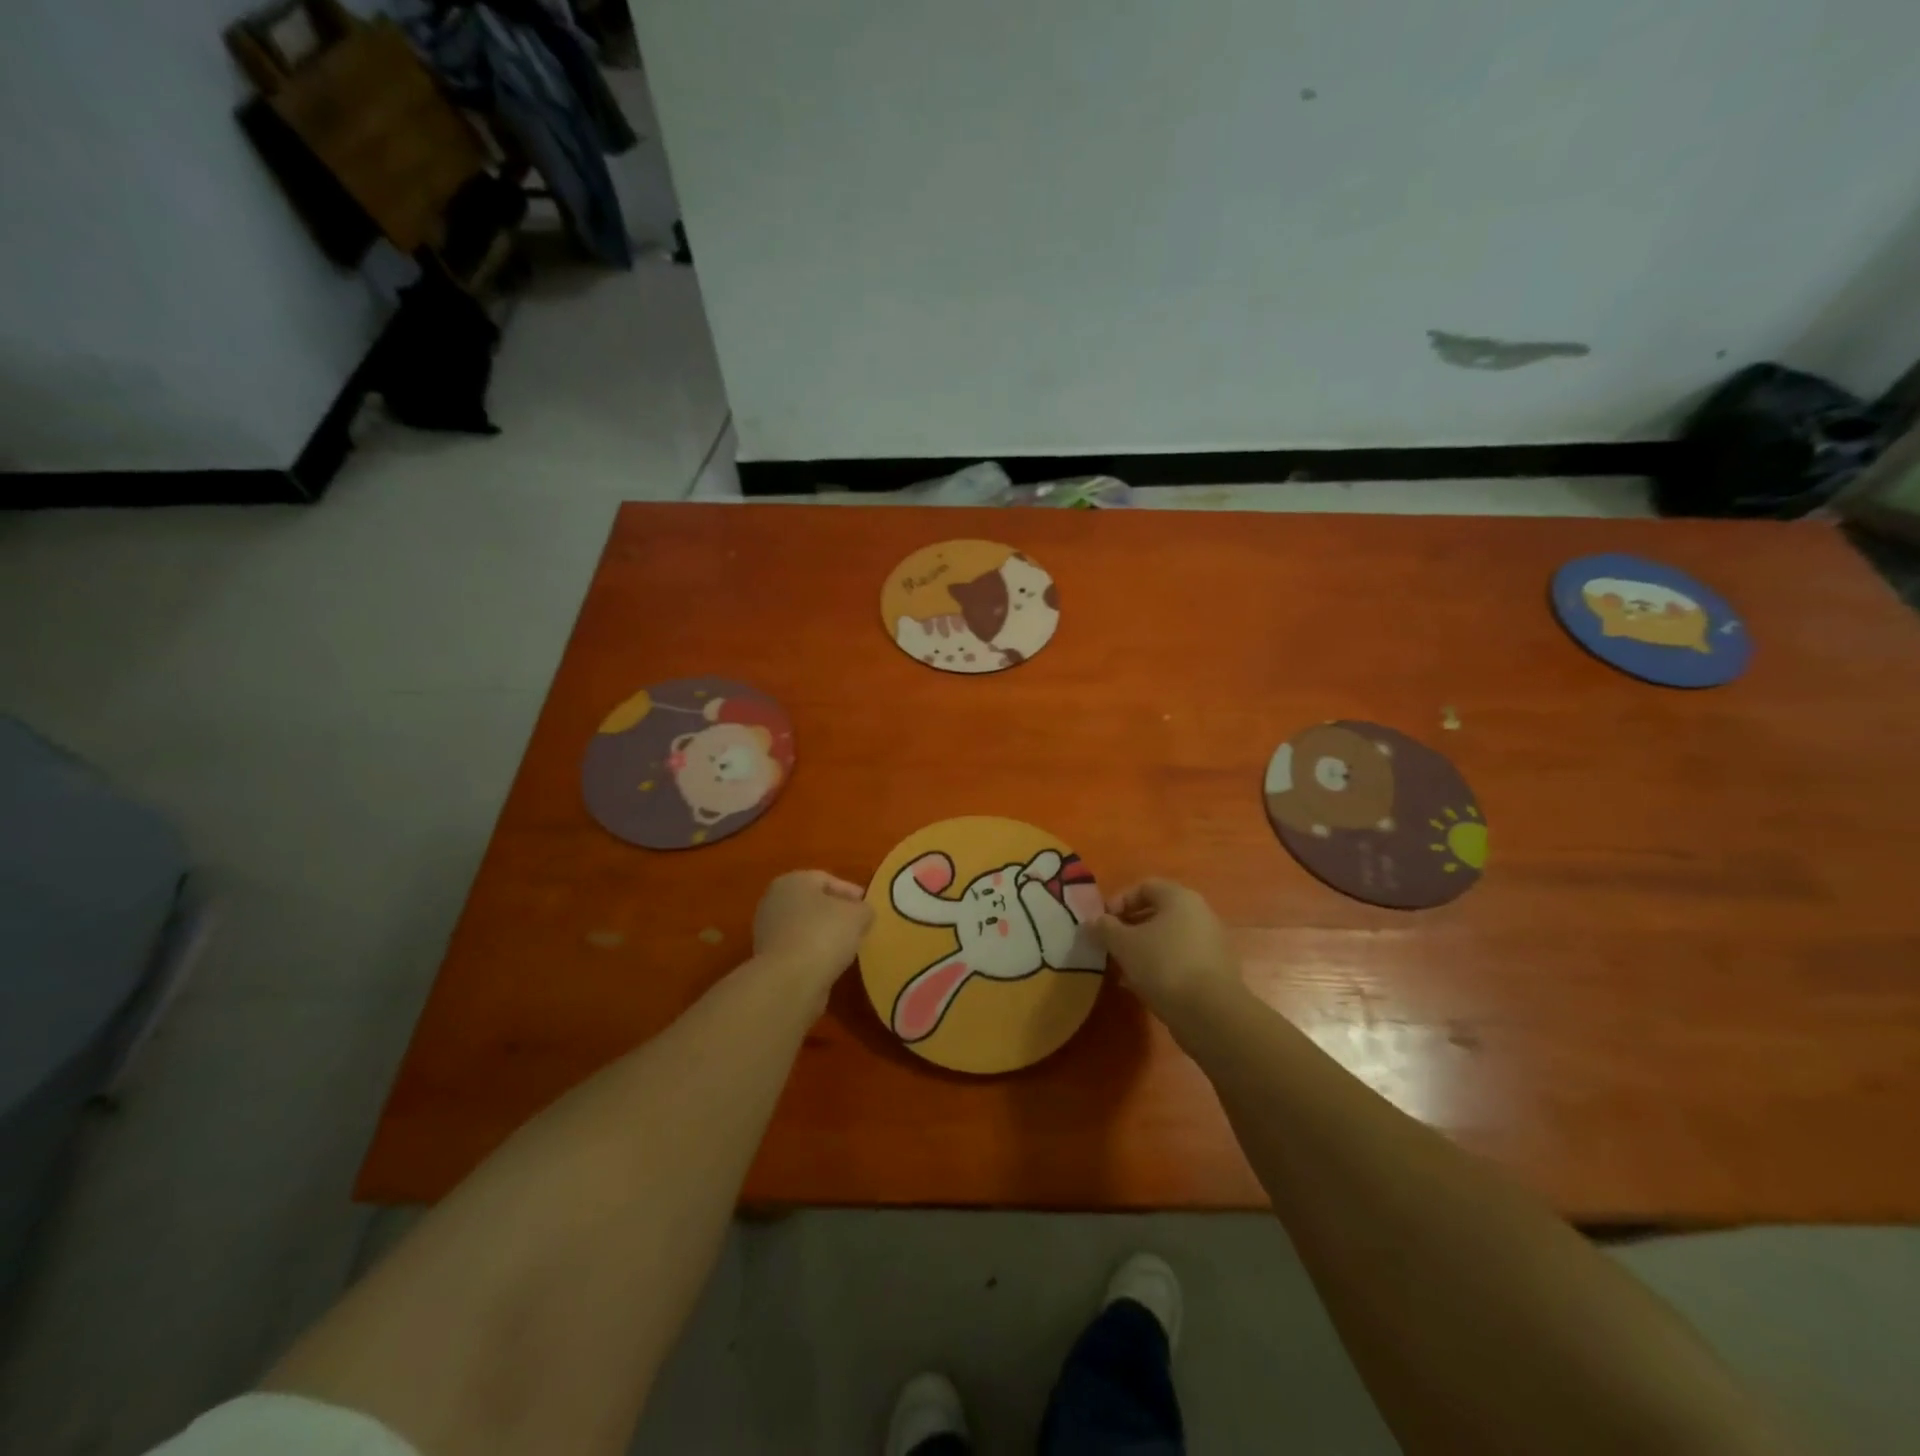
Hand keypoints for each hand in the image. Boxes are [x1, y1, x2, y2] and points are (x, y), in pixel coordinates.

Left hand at [752, 870, 872, 994]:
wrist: (789, 981)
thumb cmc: (824, 934)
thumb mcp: (858, 915)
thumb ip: (864, 909)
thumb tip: (862, 913)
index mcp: (793, 881)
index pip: (826, 880)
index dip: (850, 892)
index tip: (867, 906)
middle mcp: (775, 901)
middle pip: (813, 903)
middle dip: (836, 913)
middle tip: (858, 925)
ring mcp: (767, 931)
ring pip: (804, 927)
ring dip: (824, 934)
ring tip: (847, 947)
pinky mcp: (768, 959)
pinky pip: (798, 949)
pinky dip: (814, 953)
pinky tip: (830, 963)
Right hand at [1087, 879, 1239, 1019]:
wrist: (1210, 1013)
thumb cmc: (1163, 965)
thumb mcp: (1124, 944)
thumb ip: (1105, 928)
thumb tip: (1092, 922)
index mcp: (1179, 898)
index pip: (1144, 886)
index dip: (1119, 901)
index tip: (1103, 923)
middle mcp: (1200, 914)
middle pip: (1157, 912)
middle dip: (1129, 928)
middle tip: (1110, 945)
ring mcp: (1210, 943)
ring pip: (1168, 938)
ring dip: (1143, 949)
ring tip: (1122, 969)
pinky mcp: (1215, 971)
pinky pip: (1180, 959)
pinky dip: (1160, 966)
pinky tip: (1143, 986)